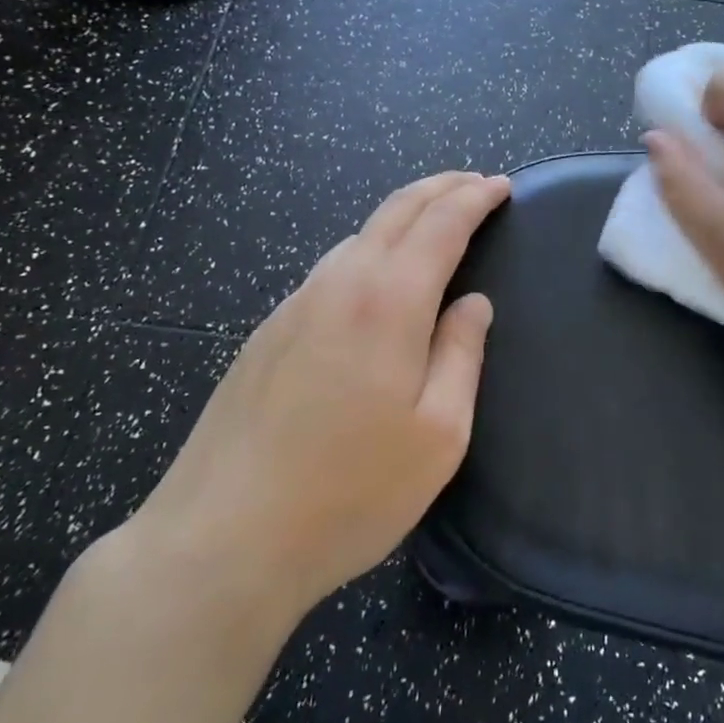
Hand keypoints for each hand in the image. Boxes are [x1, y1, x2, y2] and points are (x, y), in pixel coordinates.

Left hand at [127, 172, 511, 624]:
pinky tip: (374, 277)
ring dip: (403, 215)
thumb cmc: (349, 493)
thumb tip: (473, 304)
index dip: (475, 198)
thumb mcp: (438, 435)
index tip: (501, 185)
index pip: (441, 223)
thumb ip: (461, 356)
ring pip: (358, 235)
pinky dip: (368, 249)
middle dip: (441, 187)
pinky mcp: (266, 332)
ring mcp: (294, 305)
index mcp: (389, 302)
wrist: (222, 538)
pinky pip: (329, 268)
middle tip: (474, 183)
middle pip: (396, 210)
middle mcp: (339, 285)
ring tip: (433, 222)